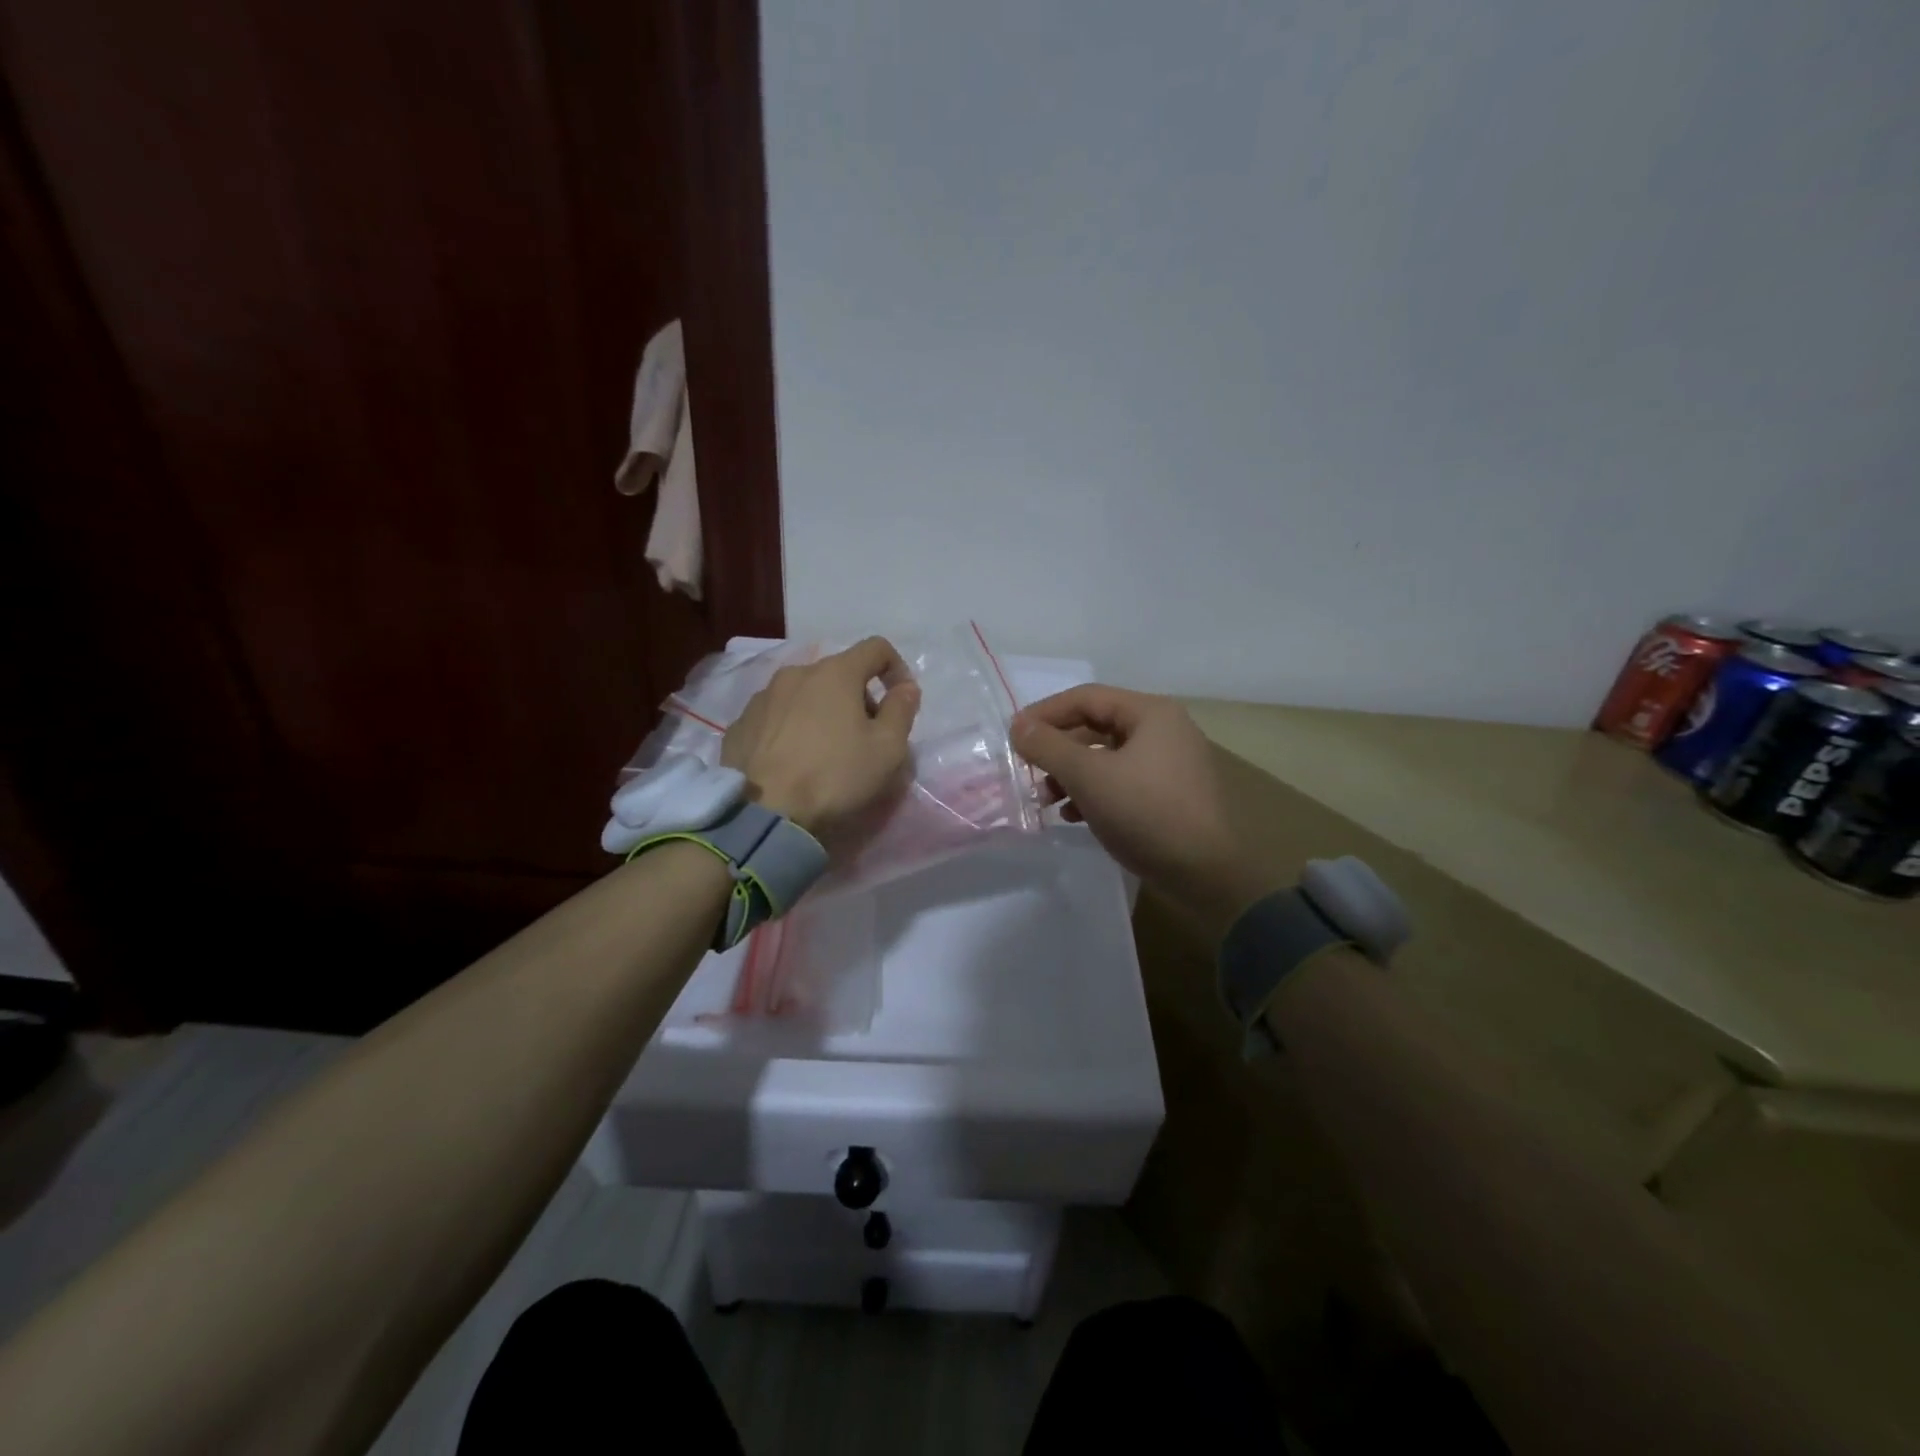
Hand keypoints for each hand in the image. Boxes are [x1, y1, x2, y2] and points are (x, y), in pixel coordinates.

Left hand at [722, 637, 920, 842]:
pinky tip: (793, 761)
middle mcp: (795, 673)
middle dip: (859, 697)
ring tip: (826, 750)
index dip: (896, 668)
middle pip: (839, 672)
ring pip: (804, 693)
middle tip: (866, 736)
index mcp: (835, 673)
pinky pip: (776, 715)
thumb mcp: (887, 749)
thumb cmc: (834, 776)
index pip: (876, 648)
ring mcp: (762, 697)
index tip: (901, 701)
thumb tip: (906, 688)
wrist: (763, 814)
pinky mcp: (740, 724)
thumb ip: (902, 710)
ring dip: (823, 711)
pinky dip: (792, 727)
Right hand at [1013, 685, 1281, 941]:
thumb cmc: (1146, 813)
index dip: (1045, 713)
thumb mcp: (1088, 776)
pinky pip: (1120, 781)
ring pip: (1105, 757)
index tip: (1013, 736)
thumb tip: (1018, 726)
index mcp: (1150, 713)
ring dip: (1070, 774)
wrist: (1206, 874)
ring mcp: (1168, 764)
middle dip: (1057, 749)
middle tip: (1028, 771)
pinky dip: (1093, 792)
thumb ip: (1048, 747)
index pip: (1086, 697)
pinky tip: (1073, 816)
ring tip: (1046, 800)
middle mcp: (1163, 730)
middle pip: (1095, 726)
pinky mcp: (1168, 795)